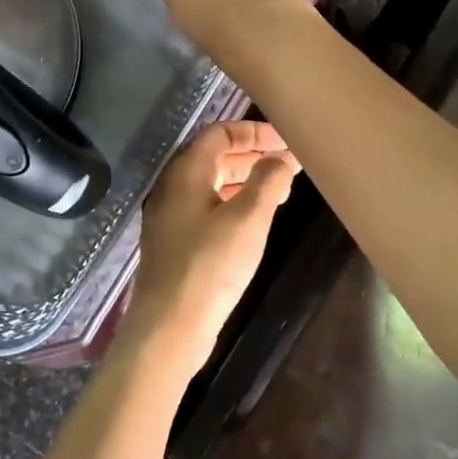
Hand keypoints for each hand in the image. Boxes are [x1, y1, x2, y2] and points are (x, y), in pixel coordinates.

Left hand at [120, 120, 300, 379]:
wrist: (169, 327)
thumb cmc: (211, 266)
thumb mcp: (248, 219)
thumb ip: (267, 181)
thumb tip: (280, 159)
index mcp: (186, 173)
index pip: (218, 133)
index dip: (253, 131)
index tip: (285, 140)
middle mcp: (172, 188)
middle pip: (213, 156)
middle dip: (251, 154)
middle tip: (288, 162)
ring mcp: (170, 217)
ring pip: (210, 184)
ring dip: (243, 180)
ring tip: (279, 188)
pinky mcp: (174, 243)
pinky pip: (206, 208)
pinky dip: (232, 203)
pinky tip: (253, 220)